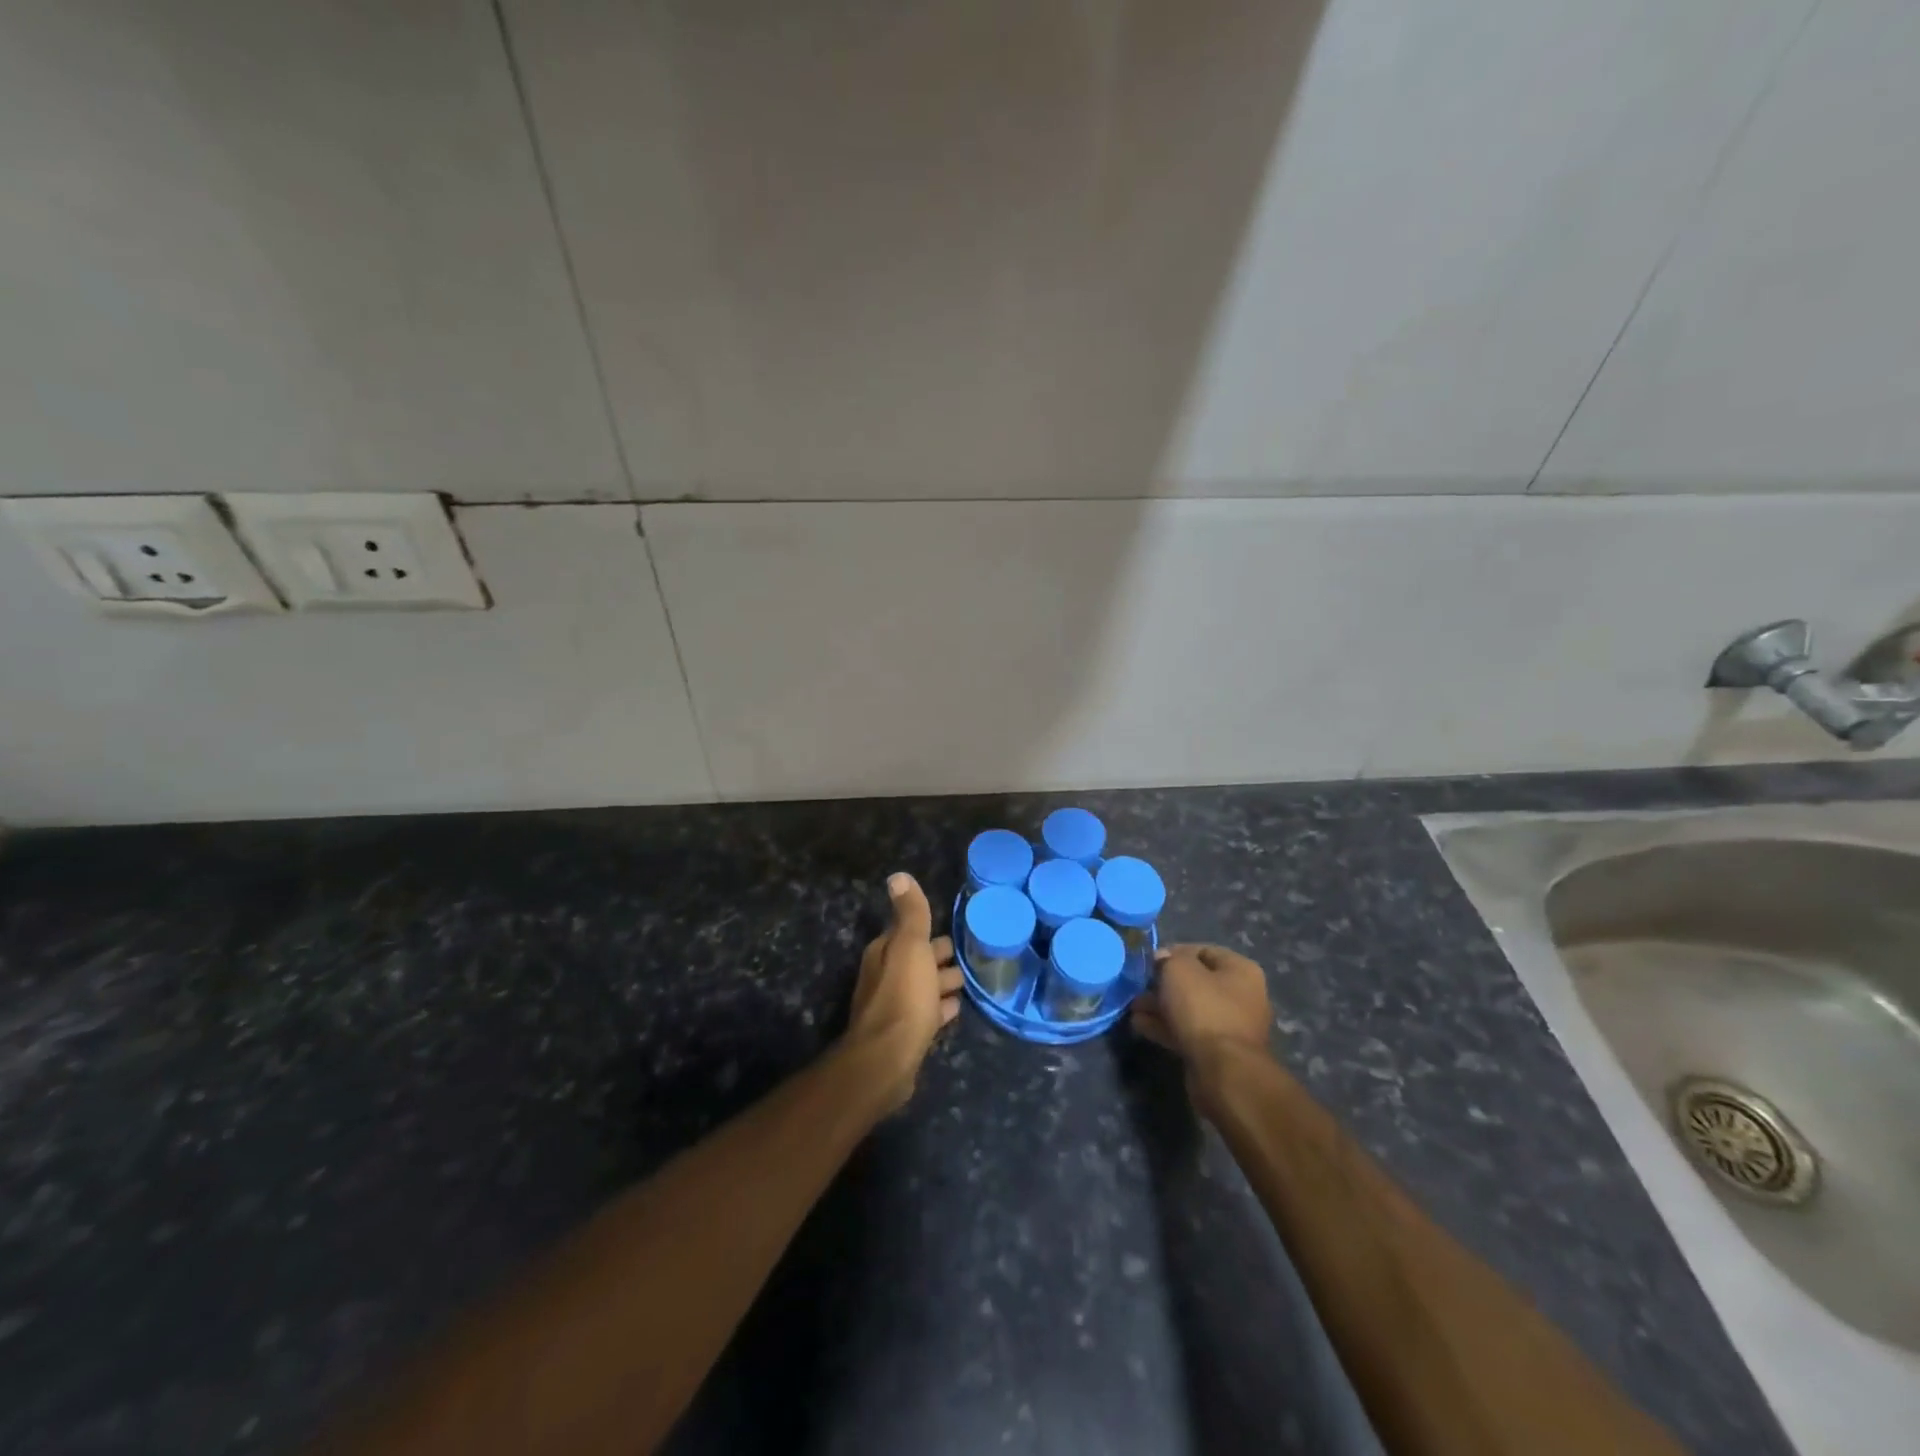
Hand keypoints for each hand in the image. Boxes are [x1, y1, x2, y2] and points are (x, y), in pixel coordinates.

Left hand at [845, 873, 964, 1110]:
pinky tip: (955, 1009)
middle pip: (917, 960)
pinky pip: (927, 1013)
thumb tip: (898, 876)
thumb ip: (910, 913)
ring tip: (969, 981)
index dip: (929, 931)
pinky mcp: (905, 1034)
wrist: (888, 1059)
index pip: (909, 933)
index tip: (955, 931)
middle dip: (939, 956)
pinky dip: (940, 1007)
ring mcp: (894, 1007)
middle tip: (969, 956)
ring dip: (942, 982)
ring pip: (923, 987)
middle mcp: (884, 976)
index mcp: (884, 952)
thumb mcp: (910, 946)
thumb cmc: (903, 996)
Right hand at [1131, 944, 1273, 1107]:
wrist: (1223, 1071)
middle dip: (1164, 983)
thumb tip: (1163, 961)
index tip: (1150, 961)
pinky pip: (1188, 1031)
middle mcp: (1242, 996)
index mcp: (1241, 970)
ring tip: (1134, 1008)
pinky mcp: (1218, 1052)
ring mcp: (1231, 1026)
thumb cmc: (1204, 1009)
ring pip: (1189, 1008)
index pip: (1204, 951)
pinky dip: (1165, 1026)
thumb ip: (1168, 959)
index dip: (1174, 952)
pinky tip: (1140, 1025)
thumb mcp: (1179, 970)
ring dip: (1161, 1006)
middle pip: (1196, 982)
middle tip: (1139, 987)